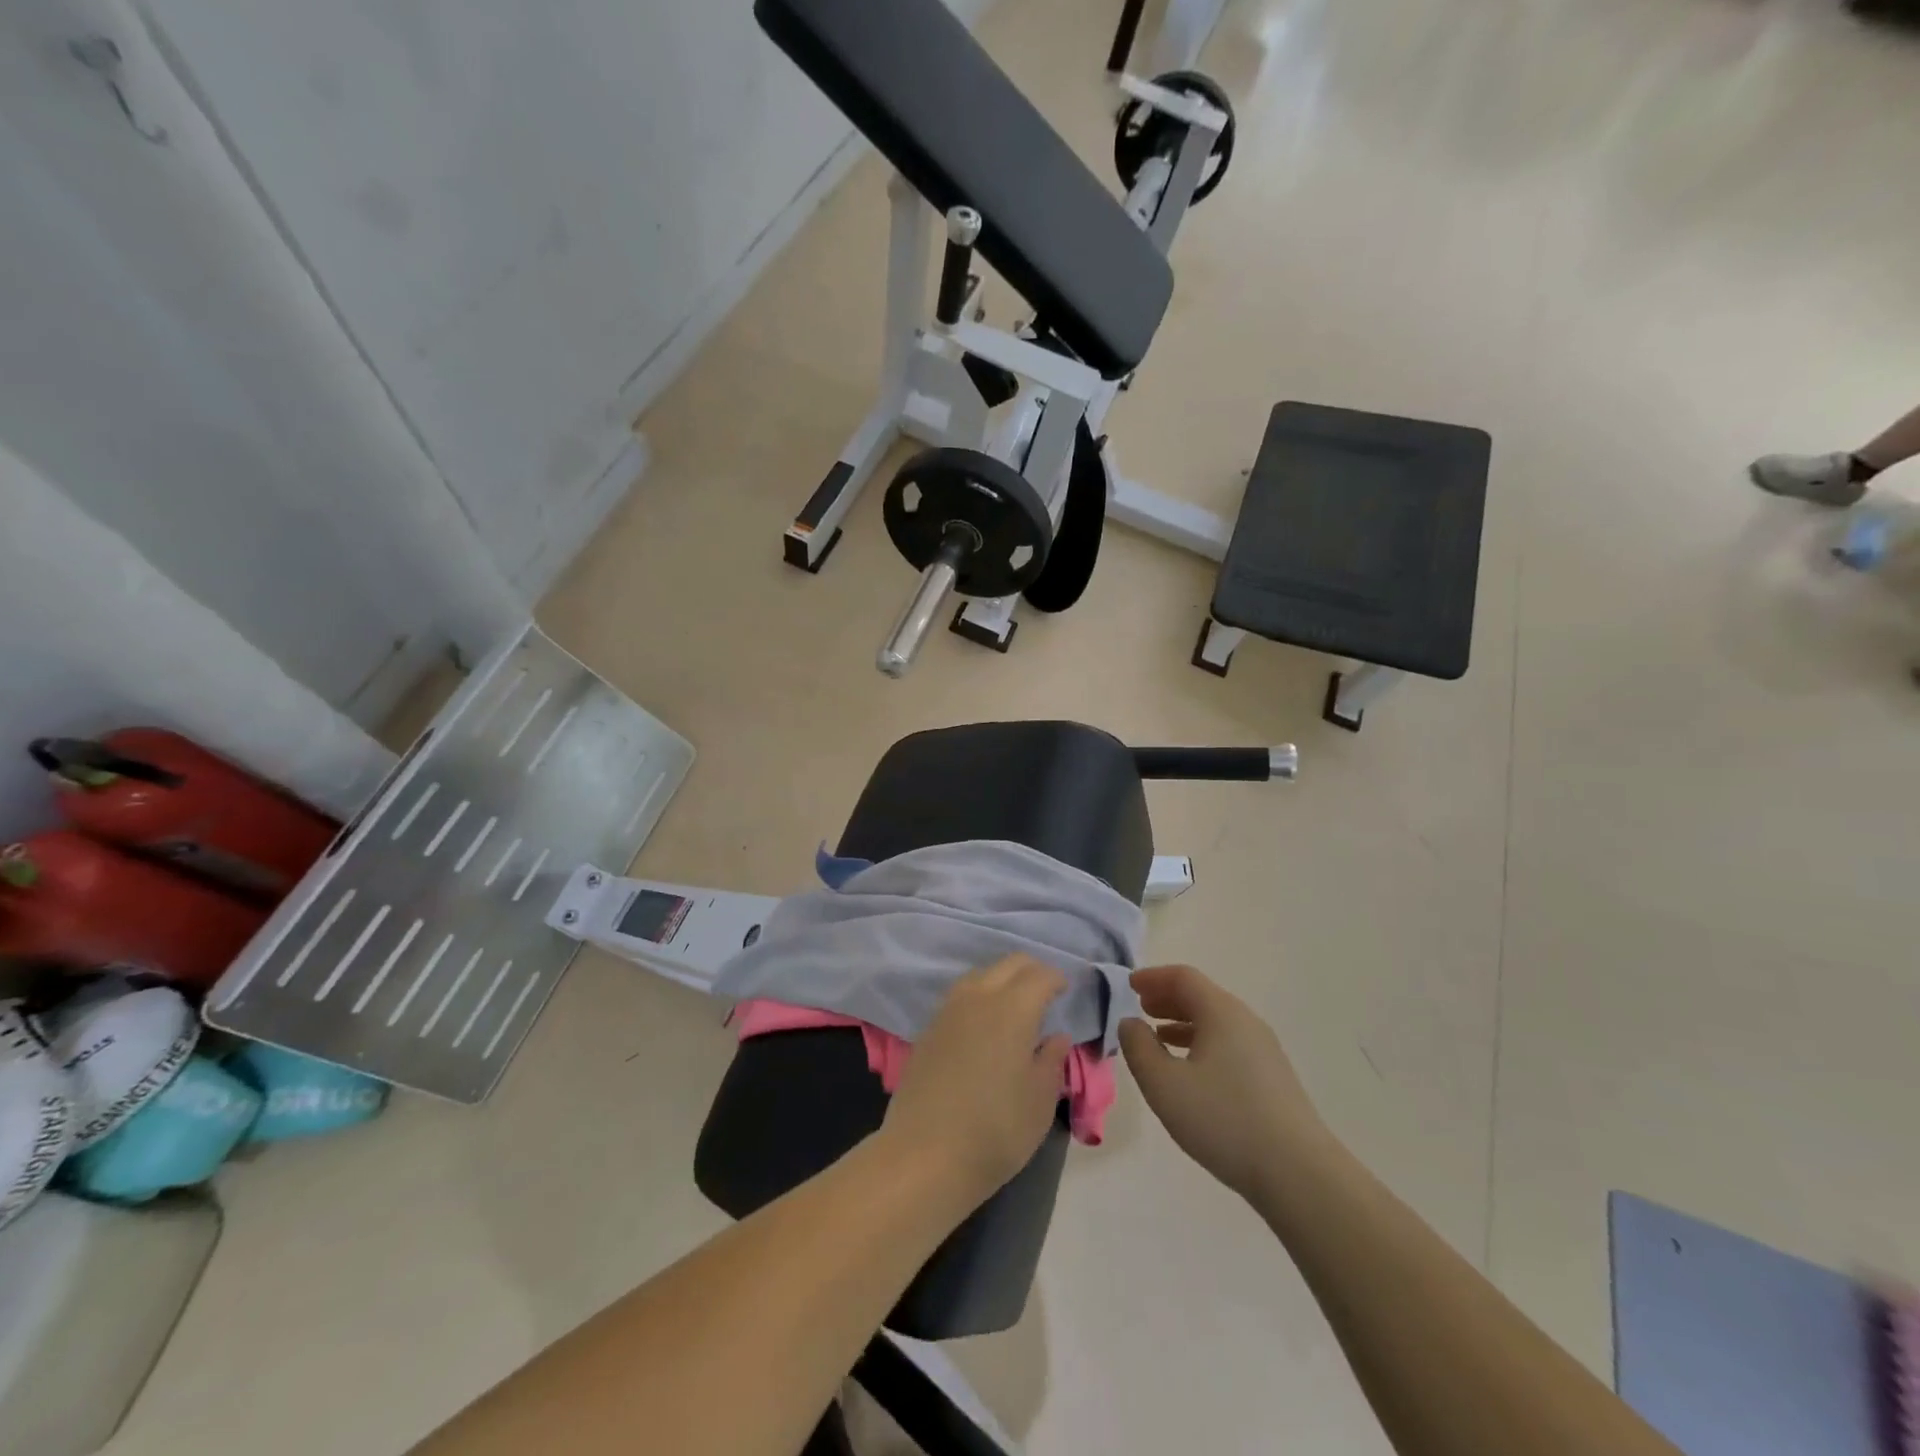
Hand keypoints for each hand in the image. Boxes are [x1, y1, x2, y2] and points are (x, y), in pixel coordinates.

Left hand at [881, 954, 1070, 1209]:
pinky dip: (978, 997)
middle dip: (1030, 970)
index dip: (1056, 978)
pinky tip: (983, 1023)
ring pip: (980, 975)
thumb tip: (1056, 1036)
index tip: (1066, 990)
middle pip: (1008, 964)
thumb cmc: (996, 1129)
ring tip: (1015, 1005)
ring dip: (1001, 980)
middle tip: (1045, 990)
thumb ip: (1051, 1061)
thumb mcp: (1040, 1100)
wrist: (925, 1154)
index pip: (1039, 975)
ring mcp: (948, 1010)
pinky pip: (960, 996)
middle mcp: (978, 997)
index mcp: (1012, 1008)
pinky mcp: (928, 1029)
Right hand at [1119, 964, 1328, 1200]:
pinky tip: (1191, 1070)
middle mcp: (1245, 1021)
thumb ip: (1139, 1048)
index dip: (1153, 977)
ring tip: (1159, 1036)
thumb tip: (1130, 1023)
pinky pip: (1229, 1042)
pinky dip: (1202, 1042)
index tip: (1129, 985)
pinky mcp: (1272, 1077)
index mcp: (1221, 1012)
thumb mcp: (1164, 1085)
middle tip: (1141, 1006)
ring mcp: (1264, 1050)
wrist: (1299, 1173)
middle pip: (1202, 995)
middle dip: (1167, 997)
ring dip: (1183, 1021)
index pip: (1183, 977)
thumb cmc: (1224, 1120)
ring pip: (1217, 1021)